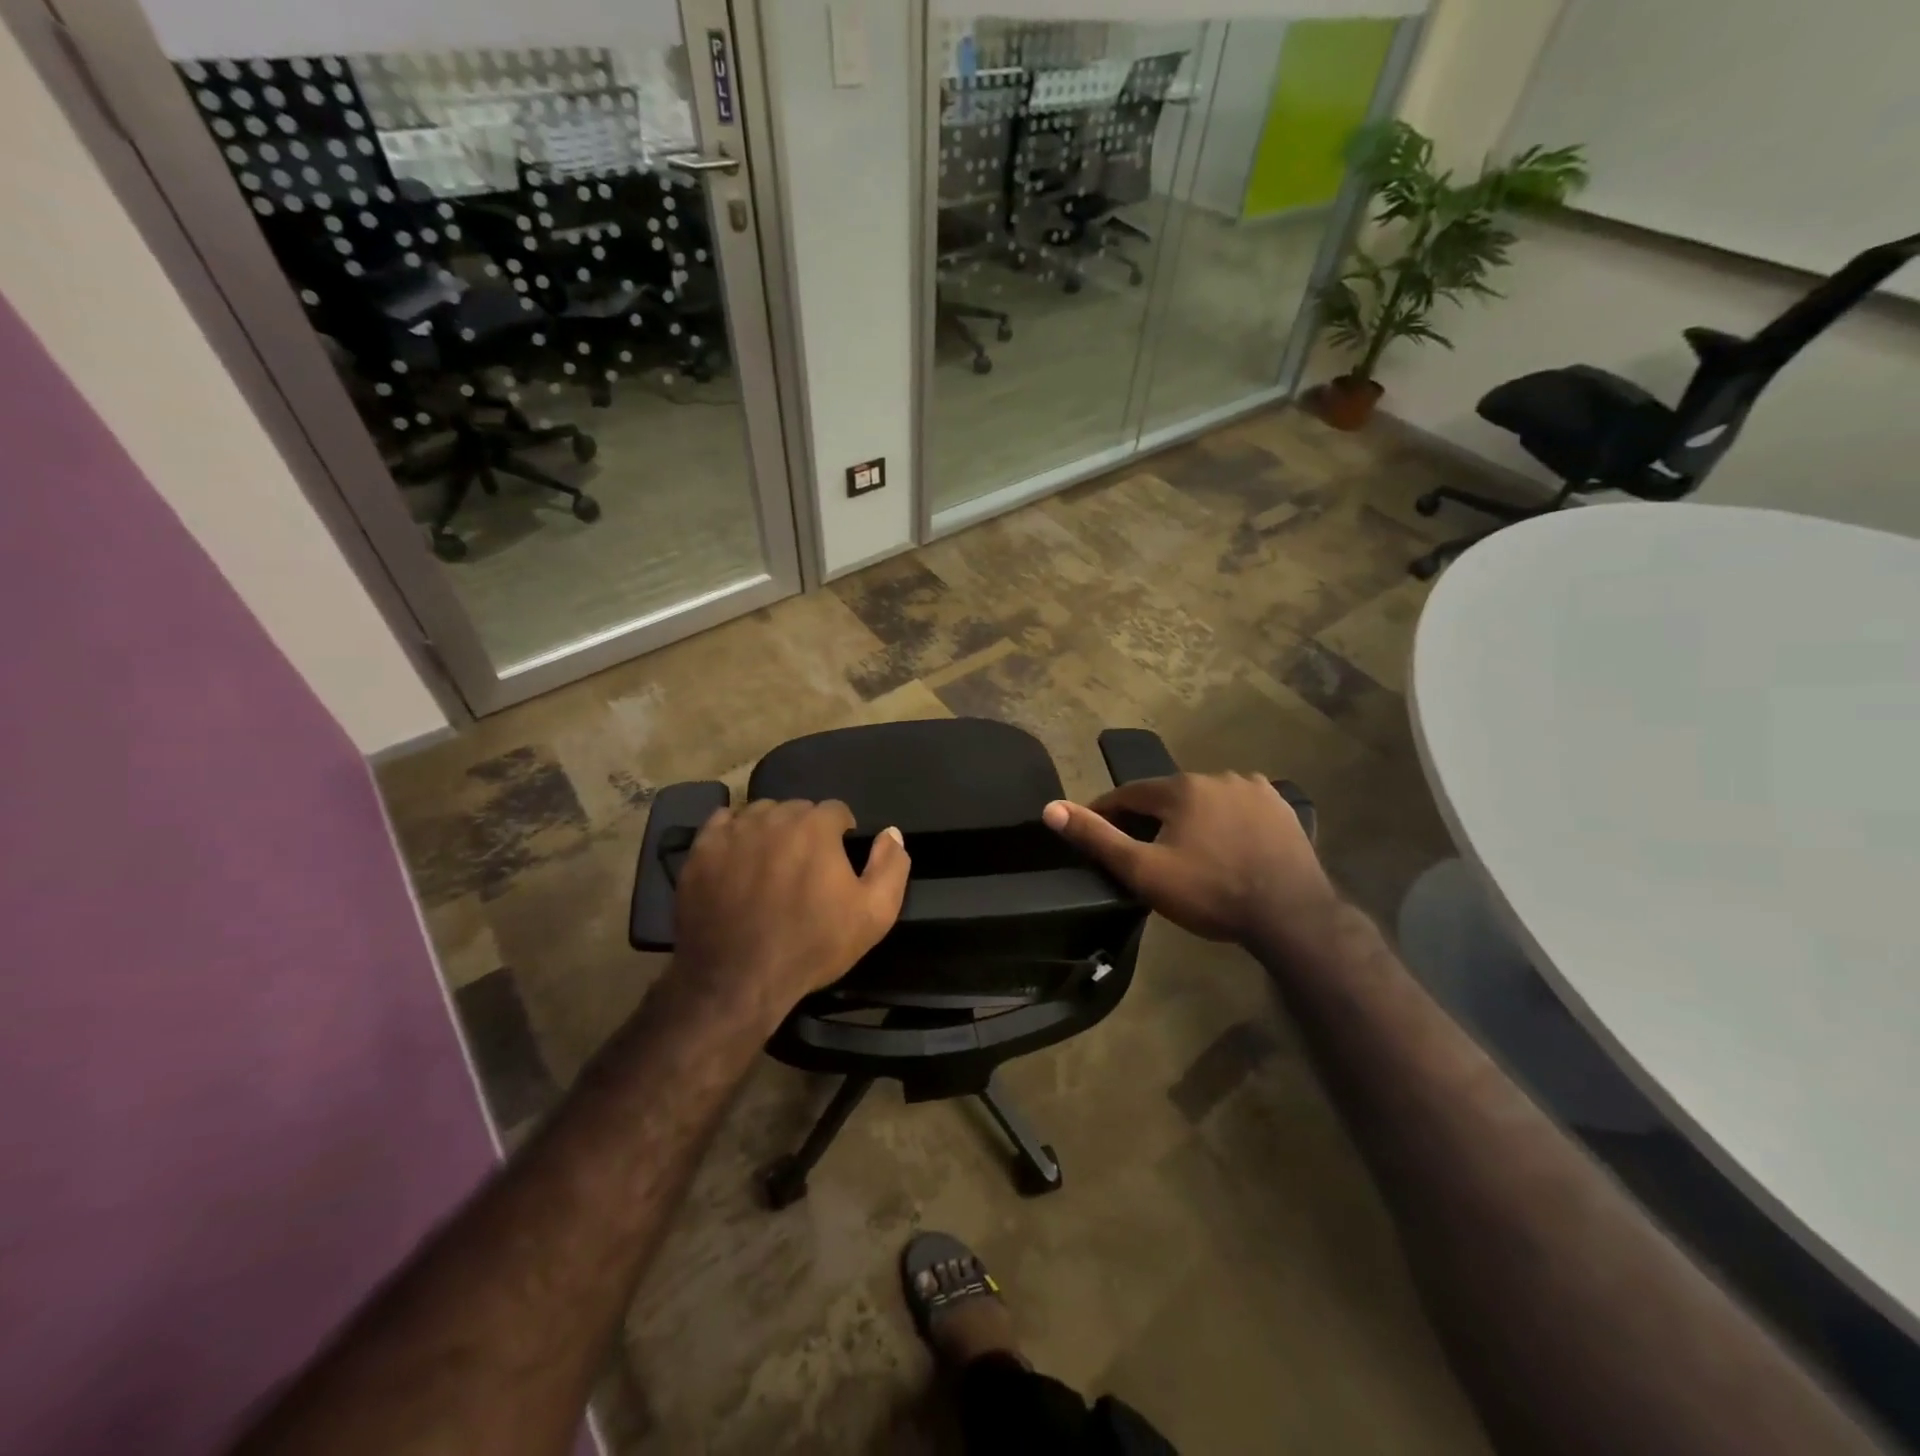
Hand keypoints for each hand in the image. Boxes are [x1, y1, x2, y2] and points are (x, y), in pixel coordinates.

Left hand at [672, 800, 909, 1025]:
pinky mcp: (701, 851)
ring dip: (771, 829)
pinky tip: (739, 858)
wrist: (738, 980)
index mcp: (815, 827)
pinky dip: (734, 833)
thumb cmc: (812, 946)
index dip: (841, 833)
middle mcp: (773, 818)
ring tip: (771, 863)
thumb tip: (891, 832)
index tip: (837, 860)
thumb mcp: (874, 915)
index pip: (836, 810)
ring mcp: (733, 832)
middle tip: (805, 867)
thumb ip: (891, 866)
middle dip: (806, 830)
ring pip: (760, 813)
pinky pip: (722, 822)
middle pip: (797, 809)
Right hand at [1042, 773, 1339, 949]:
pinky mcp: (1283, 809)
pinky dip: (1226, 821)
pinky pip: (1241, 808)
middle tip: (1142, 850)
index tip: (1095, 830)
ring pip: (1206, 800)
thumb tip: (1051, 808)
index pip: (1129, 793)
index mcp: (1181, 788)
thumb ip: (1097, 837)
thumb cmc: (1210, 892)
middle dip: (1151, 817)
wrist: (1291, 916)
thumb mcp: (1144, 870)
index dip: (1107, 811)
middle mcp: (1218, 776)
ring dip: (1191, 818)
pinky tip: (1227, 845)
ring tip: (1187, 851)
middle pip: (1169, 795)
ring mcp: (1256, 790)